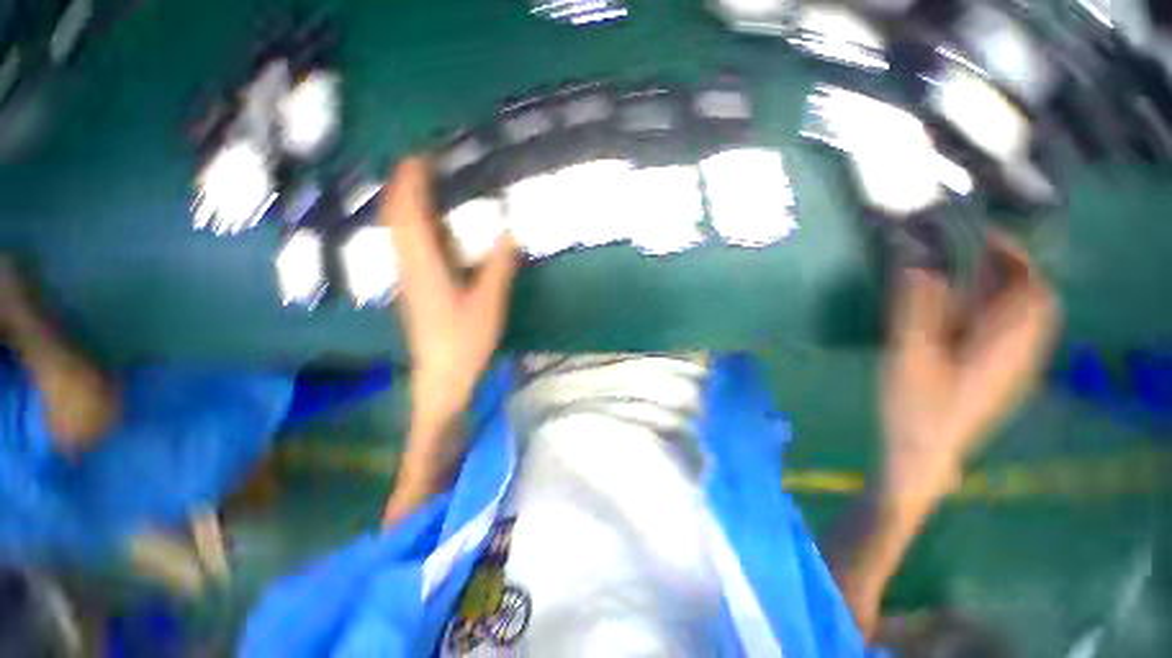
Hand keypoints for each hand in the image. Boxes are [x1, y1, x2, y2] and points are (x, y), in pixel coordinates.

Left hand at [381, 157, 518, 438]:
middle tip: (422, 165)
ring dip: (405, 204)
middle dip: (403, 186)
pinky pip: (406, 246)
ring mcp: (407, 278)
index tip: (420, 155)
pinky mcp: (412, 289)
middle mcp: (408, 266)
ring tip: (424, 188)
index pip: (409, 213)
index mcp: (424, 266)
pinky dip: (412, 226)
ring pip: (397, 231)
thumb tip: (510, 234)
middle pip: (396, 217)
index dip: (411, 182)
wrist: (442, 374)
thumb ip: (499, 267)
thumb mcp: (489, 303)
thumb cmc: (465, 340)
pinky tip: (429, 228)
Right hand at [881, 232, 1058, 506]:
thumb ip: (915, 309)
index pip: (1030, 287)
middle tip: (972, 257)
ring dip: (1006, 291)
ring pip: (1028, 317)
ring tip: (967, 281)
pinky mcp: (1003, 378)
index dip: (1011, 255)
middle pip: (1037, 300)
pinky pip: (1016, 334)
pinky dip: (999, 313)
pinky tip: (968, 317)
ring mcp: (1016, 368)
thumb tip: (918, 267)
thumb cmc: (914, 406)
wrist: (923, 454)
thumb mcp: (907, 355)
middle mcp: (1022, 353)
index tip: (980, 236)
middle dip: (1012, 270)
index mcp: (1004, 345)